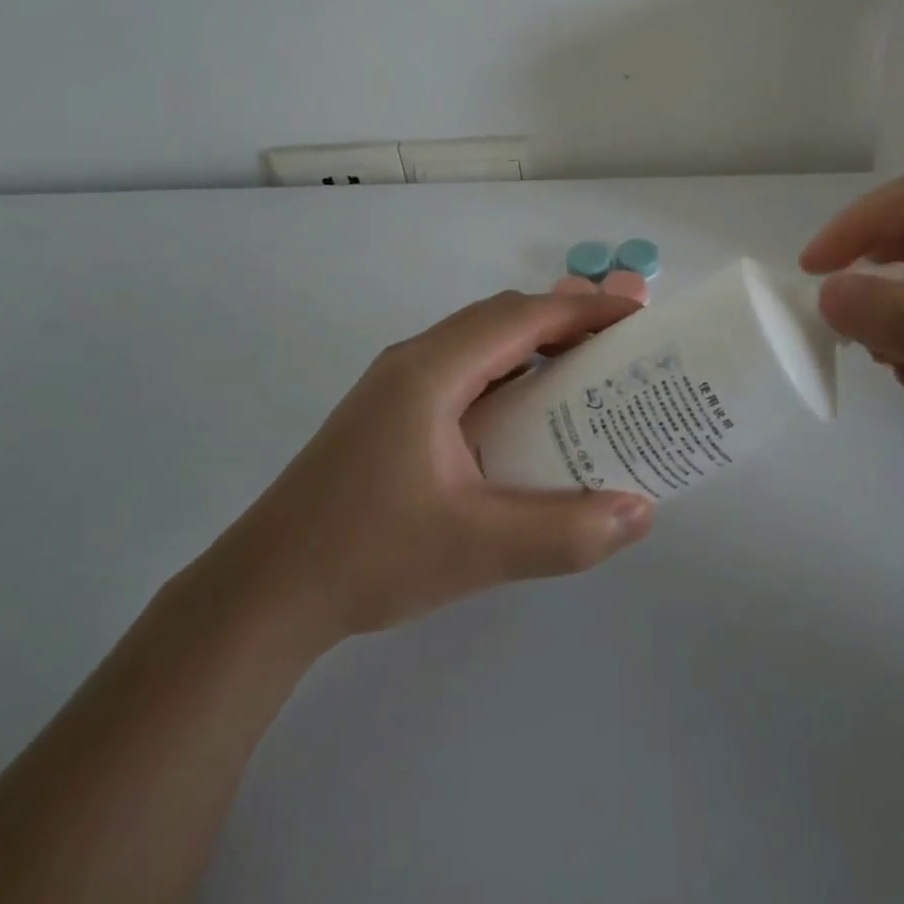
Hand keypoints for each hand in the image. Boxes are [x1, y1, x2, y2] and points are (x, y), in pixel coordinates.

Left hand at [222, 291, 655, 639]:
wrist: (262, 594)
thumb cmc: (366, 556)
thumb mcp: (476, 549)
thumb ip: (564, 532)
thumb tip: (641, 512)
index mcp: (432, 370)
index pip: (522, 316)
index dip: (584, 309)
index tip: (636, 315)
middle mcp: (414, 361)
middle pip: (502, 317)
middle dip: (565, 319)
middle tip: (619, 343)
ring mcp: (397, 386)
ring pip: (481, 342)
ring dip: (535, 344)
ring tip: (586, 369)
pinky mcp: (391, 414)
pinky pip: (465, 371)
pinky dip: (509, 373)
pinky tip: (529, 413)